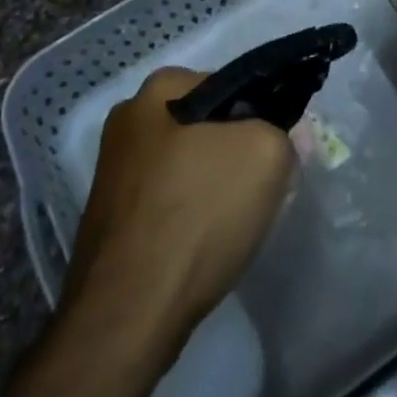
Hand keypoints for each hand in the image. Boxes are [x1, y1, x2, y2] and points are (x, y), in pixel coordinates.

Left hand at [66, 67, 293, 352]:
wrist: (130, 312)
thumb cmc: (198, 214)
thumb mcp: (266, 154)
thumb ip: (283, 130)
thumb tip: (284, 135)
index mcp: (158, 89)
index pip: (232, 84)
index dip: (264, 116)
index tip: (282, 151)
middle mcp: (128, 120)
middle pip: (208, 126)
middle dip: (240, 152)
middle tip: (266, 188)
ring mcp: (114, 170)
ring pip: (190, 165)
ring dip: (217, 185)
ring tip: (237, 222)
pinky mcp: (112, 216)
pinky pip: (168, 200)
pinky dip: (191, 215)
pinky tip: (206, 244)